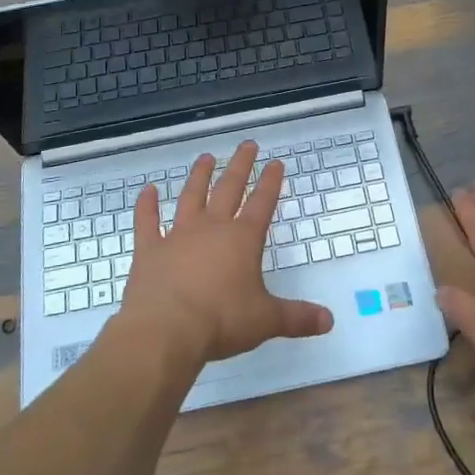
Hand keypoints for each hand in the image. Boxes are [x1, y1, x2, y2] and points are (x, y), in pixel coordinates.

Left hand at [119, 142, 333, 365]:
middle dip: (240, 166)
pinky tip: (147, 190)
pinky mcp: (149, 250)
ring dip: (199, 176)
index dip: (271, 182)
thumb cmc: (221, 321)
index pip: (262, 203)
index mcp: (242, 240)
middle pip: (228, 189)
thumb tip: (329, 321)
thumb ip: (297, 318)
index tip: (276, 163)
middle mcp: (211, 228)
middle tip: (247, 145)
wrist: (166, 329)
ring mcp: (177, 236)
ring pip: (191, 197)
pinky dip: (146, 206)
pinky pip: (147, 222)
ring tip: (206, 157)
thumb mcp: (265, 321)